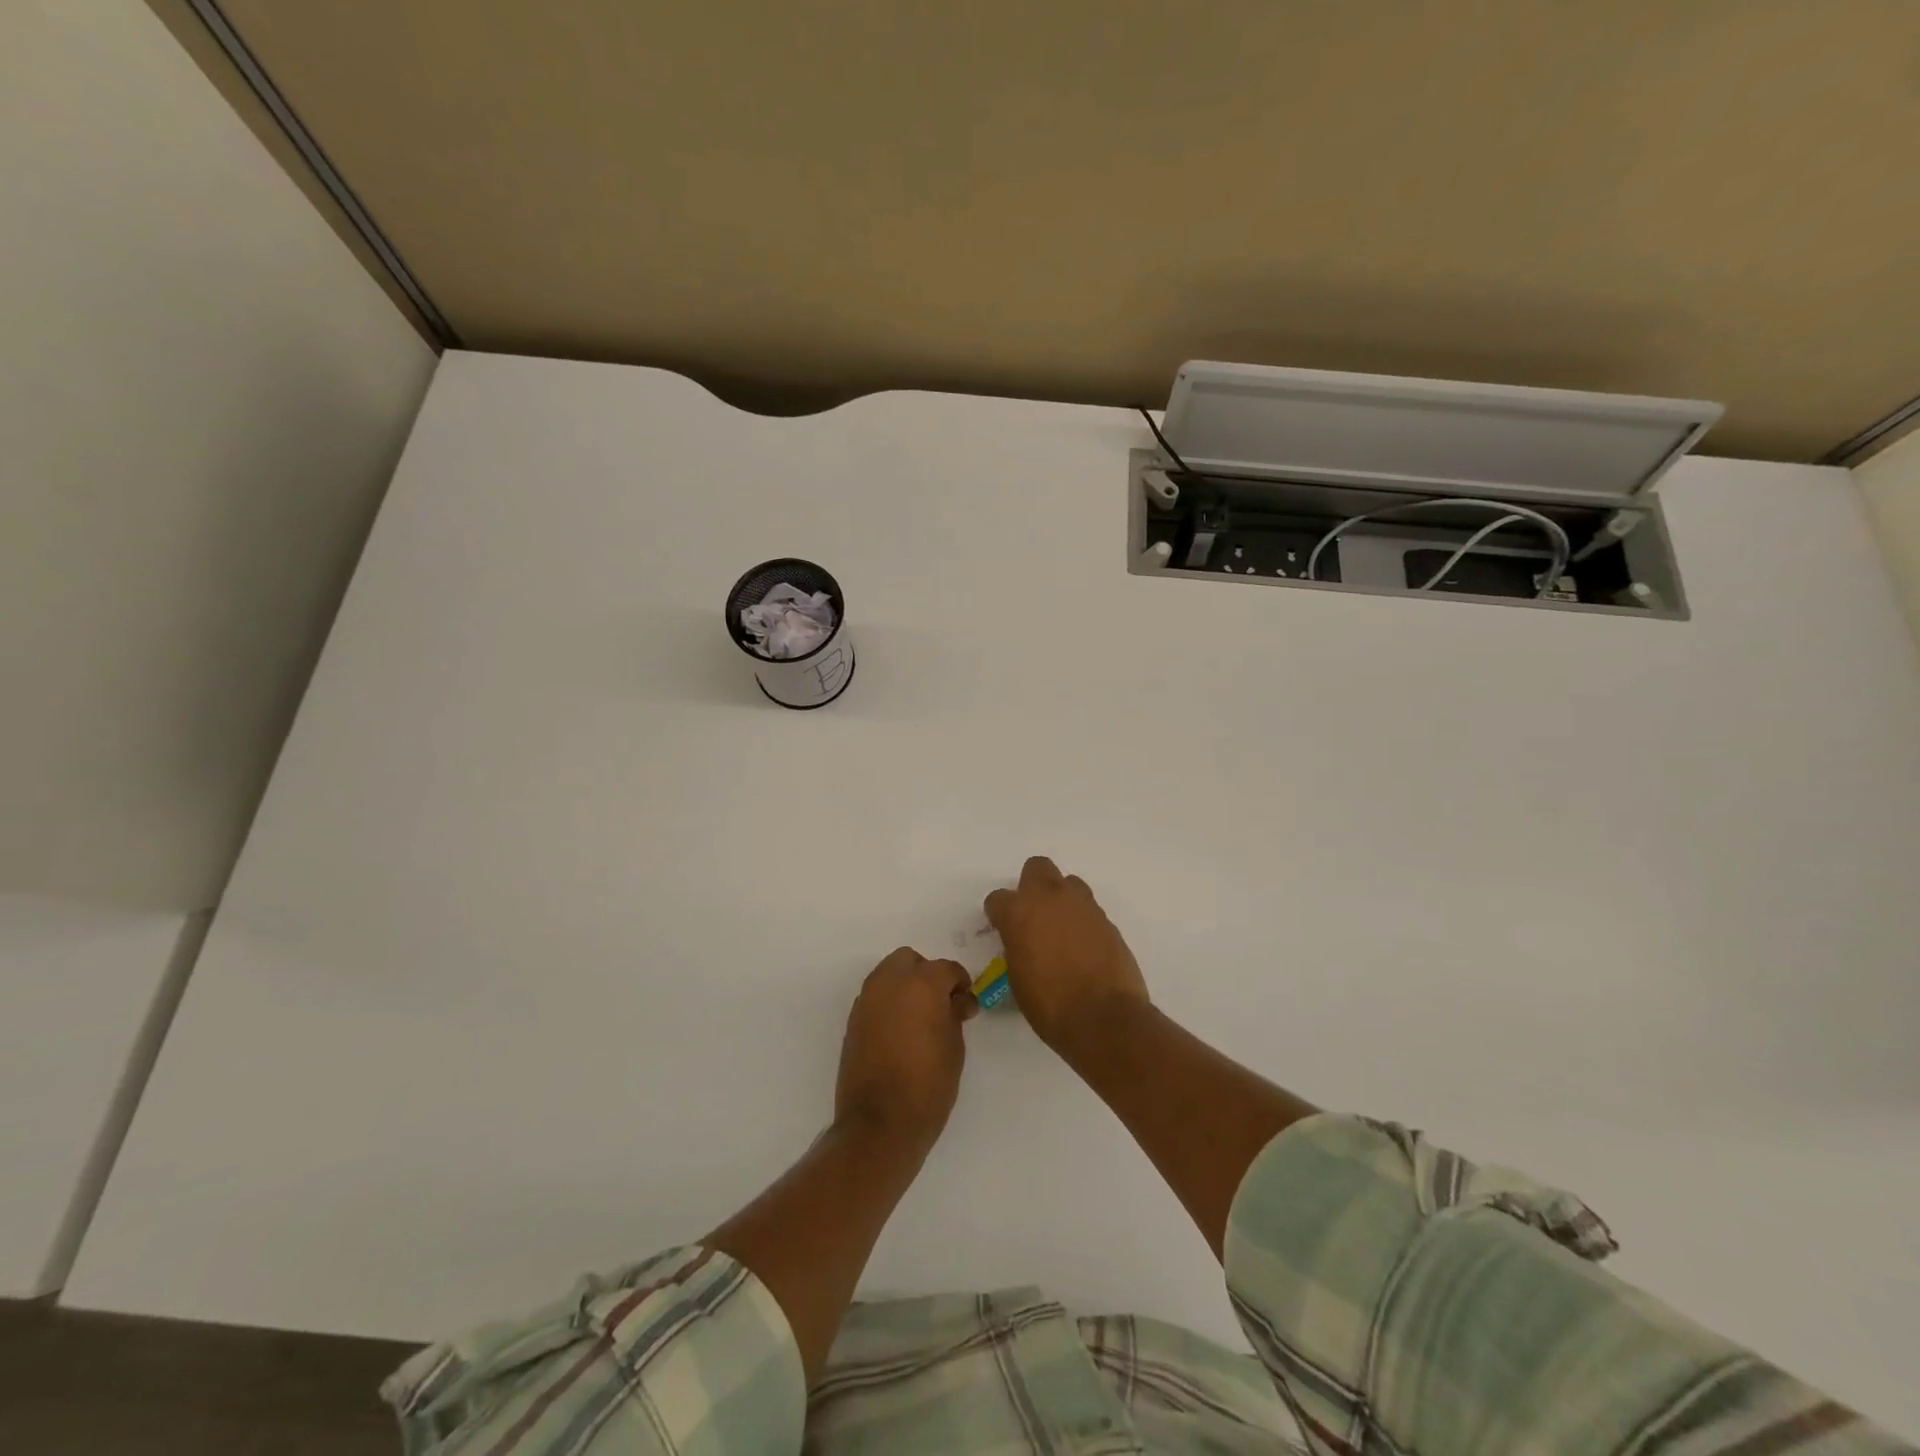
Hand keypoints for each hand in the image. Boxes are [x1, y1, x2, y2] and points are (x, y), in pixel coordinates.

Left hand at [835, 947, 976, 1148]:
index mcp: (921, 983)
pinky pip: (875, 997)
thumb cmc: (928, 1084)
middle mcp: (890, 982)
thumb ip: (954, 1014)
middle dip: (927, 975)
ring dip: (905, 986)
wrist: (880, 1122)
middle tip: (940, 1004)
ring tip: (919, 1018)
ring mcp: (867, 999)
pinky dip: (889, 1003)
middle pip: (910, 961)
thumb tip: (956, 1001)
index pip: (946, 968)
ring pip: (888, 975)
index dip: (960, 983)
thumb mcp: (954, 1047)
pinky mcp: (853, 1019)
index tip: (966, 1003)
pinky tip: (900, 1031)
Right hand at [984, 857, 1150, 1051]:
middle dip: (1032, 886)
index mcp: (1019, 912)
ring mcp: (1083, 905)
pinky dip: (1083, 921)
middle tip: (1034, 915)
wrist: (1104, 1017)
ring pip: (1068, 883)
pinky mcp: (1107, 919)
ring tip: (1062, 929)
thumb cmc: (1050, 1005)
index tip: (1003, 930)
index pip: (997, 898)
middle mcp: (1050, 898)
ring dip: (1061, 899)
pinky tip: (1084, 947)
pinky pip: (1089, 909)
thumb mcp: (1017, 977)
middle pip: (1037, 868)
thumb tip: (1023, 943)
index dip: (999, 914)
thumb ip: (1017, 947)